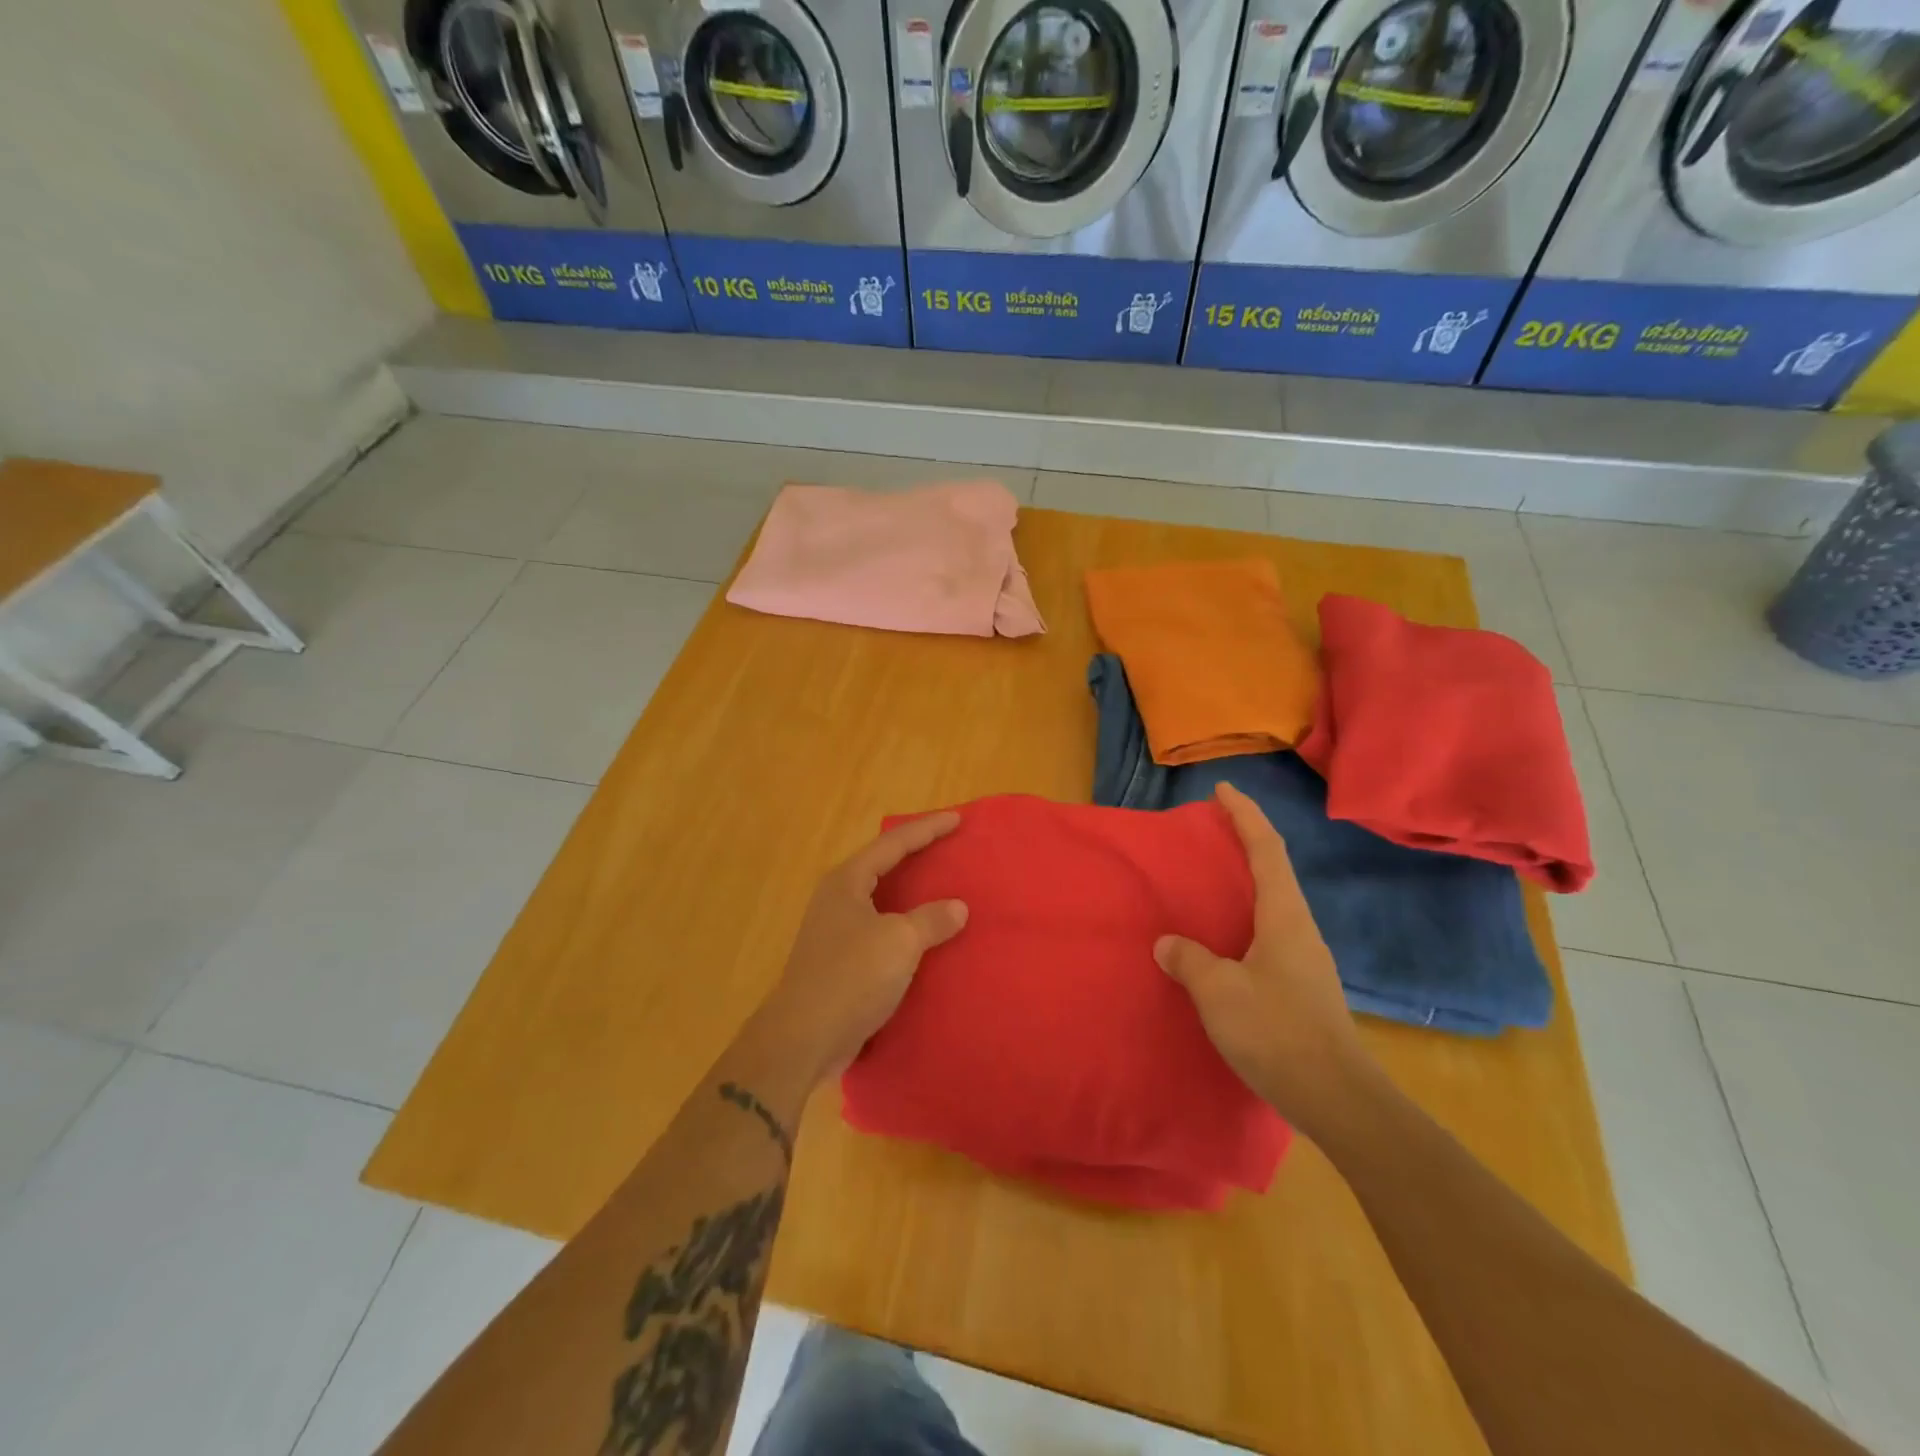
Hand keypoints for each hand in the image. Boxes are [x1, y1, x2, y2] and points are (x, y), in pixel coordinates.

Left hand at [760, 812, 968, 1082]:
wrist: (804, 1038)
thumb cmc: (850, 977)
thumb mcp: (899, 942)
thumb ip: (931, 919)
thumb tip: (957, 907)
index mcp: (846, 882)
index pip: (892, 843)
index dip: (926, 829)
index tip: (957, 819)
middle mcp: (837, 899)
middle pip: (882, 865)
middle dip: (916, 855)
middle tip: (949, 846)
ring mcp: (836, 931)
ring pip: (882, 899)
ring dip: (911, 893)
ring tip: (942, 887)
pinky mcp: (841, 961)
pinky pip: (881, 930)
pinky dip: (906, 925)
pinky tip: (926, 937)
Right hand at [1155, 783, 1369, 1135]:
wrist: (1335, 1098)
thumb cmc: (1277, 1032)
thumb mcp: (1219, 992)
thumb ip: (1190, 960)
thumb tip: (1169, 944)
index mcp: (1285, 917)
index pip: (1267, 850)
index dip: (1245, 816)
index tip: (1223, 790)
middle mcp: (1300, 930)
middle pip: (1273, 871)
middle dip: (1244, 844)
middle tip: (1210, 833)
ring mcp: (1304, 960)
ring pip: (1272, 905)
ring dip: (1245, 884)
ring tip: (1209, 884)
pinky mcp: (1300, 987)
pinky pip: (1267, 935)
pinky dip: (1243, 920)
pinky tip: (1222, 941)